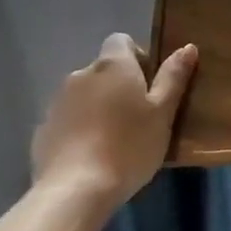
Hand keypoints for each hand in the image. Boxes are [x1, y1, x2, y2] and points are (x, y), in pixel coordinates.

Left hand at [31, 35, 196, 210]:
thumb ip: (173, 78)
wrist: (75, 190)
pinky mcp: (43, 129)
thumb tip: (188, 46)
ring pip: (85, 95)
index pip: (122, 41)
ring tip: (115, 141)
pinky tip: (91, 156)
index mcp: (113, 65)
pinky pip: (68, 119)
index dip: (138, 58)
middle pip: (104, 70)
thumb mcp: (162, 113)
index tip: (150, 86)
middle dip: (120, 86)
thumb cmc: (129, 146)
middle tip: (138, 118)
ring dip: (99, 107)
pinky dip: (80, 129)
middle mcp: (81, 74)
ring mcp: (57, 102)